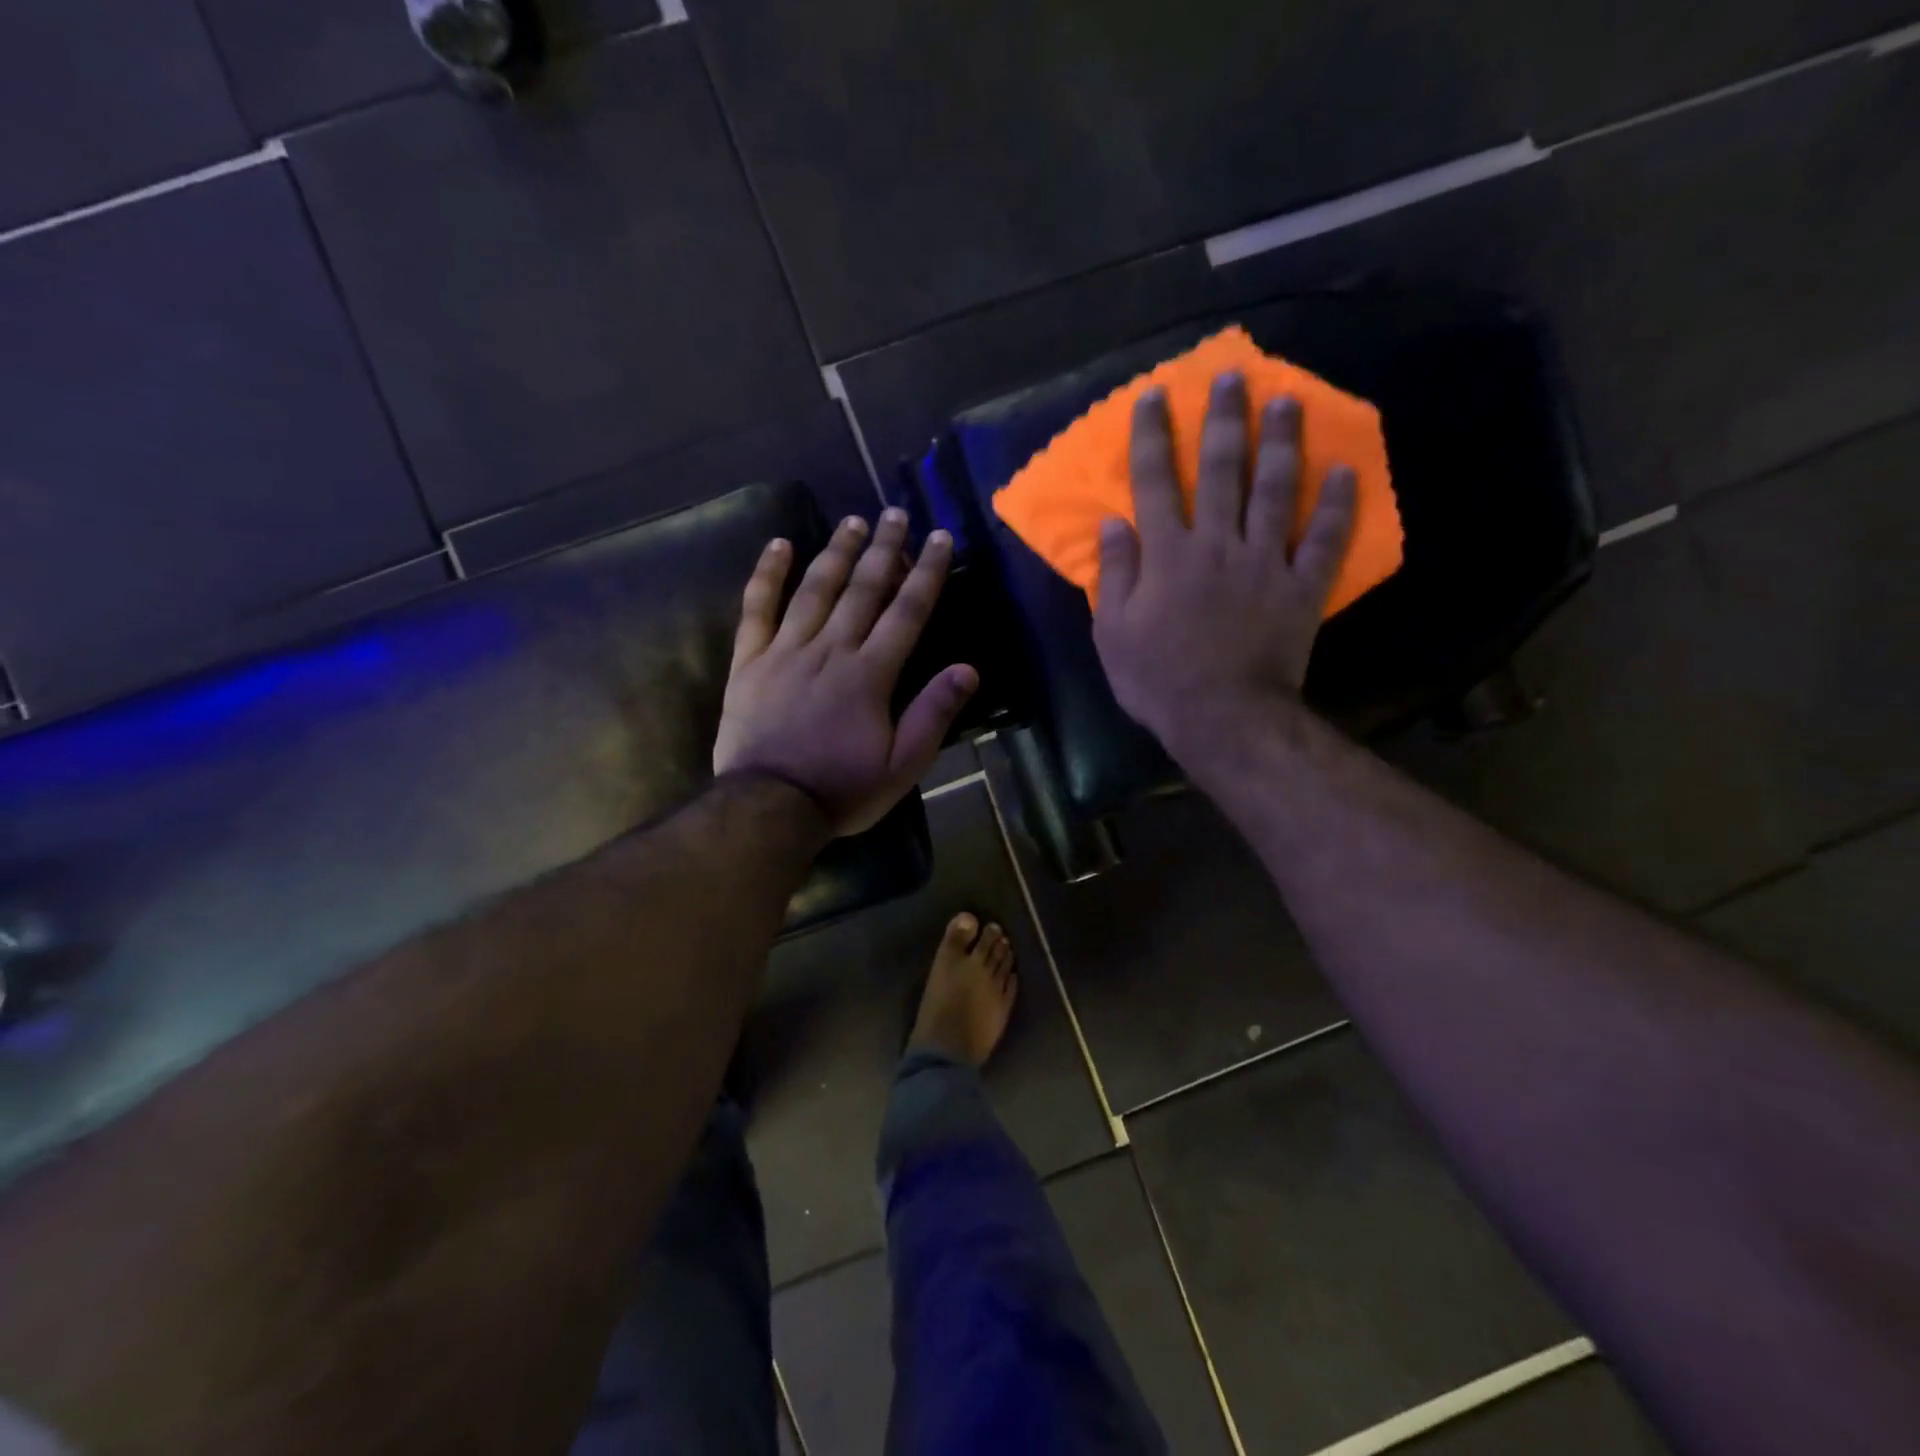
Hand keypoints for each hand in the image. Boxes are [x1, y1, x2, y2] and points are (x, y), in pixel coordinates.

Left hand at [714, 507, 977, 835]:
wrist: (768, 807)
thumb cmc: (841, 789)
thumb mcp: (901, 766)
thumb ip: (933, 714)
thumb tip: (968, 669)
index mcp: (870, 674)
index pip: (906, 612)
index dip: (926, 572)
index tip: (940, 538)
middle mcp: (831, 649)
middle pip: (862, 589)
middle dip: (884, 549)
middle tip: (896, 514)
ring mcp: (786, 651)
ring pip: (815, 589)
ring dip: (837, 551)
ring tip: (854, 521)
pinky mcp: (750, 661)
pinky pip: (757, 609)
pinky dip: (768, 575)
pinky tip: (779, 545)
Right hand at [1093, 372, 1356, 776]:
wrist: (1224, 718)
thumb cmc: (1158, 679)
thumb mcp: (1113, 633)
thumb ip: (1114, 575)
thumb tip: (1113, 523)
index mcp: (1168, 555)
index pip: (1155, 482)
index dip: (1153, 436)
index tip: (1156, 396)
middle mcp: (1218, 544)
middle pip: (1220, 470)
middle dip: (1224, 420)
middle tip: (1233, 377)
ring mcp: (1266, 562)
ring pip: (1276, 490)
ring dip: (1282, 442)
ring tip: (1289, 401)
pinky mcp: (1302, 587)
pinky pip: (1325, 540)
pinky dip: (1338, 505)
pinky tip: (1346, 471)